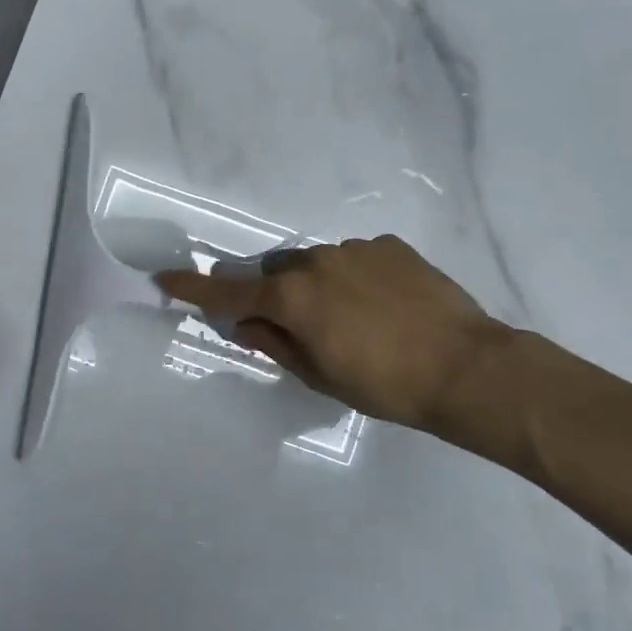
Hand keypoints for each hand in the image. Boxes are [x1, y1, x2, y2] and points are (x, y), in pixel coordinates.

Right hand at [156, 235, 526, 464]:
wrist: (466, 367)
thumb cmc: (385, 384)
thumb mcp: (320, 376)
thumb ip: (274, 345)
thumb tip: (244, 326)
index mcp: (292, 298)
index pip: (229, 294)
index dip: (194, 288)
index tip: (165, 279)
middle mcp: (316, 262)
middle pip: (276, 274)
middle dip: (274, 296)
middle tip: (295, 326)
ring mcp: (355, 249)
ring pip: (316, 264)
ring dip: (318, 286)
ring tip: (352, 319)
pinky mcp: (389, 246)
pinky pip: (354, 259)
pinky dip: (354, 278)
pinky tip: (382, 305)